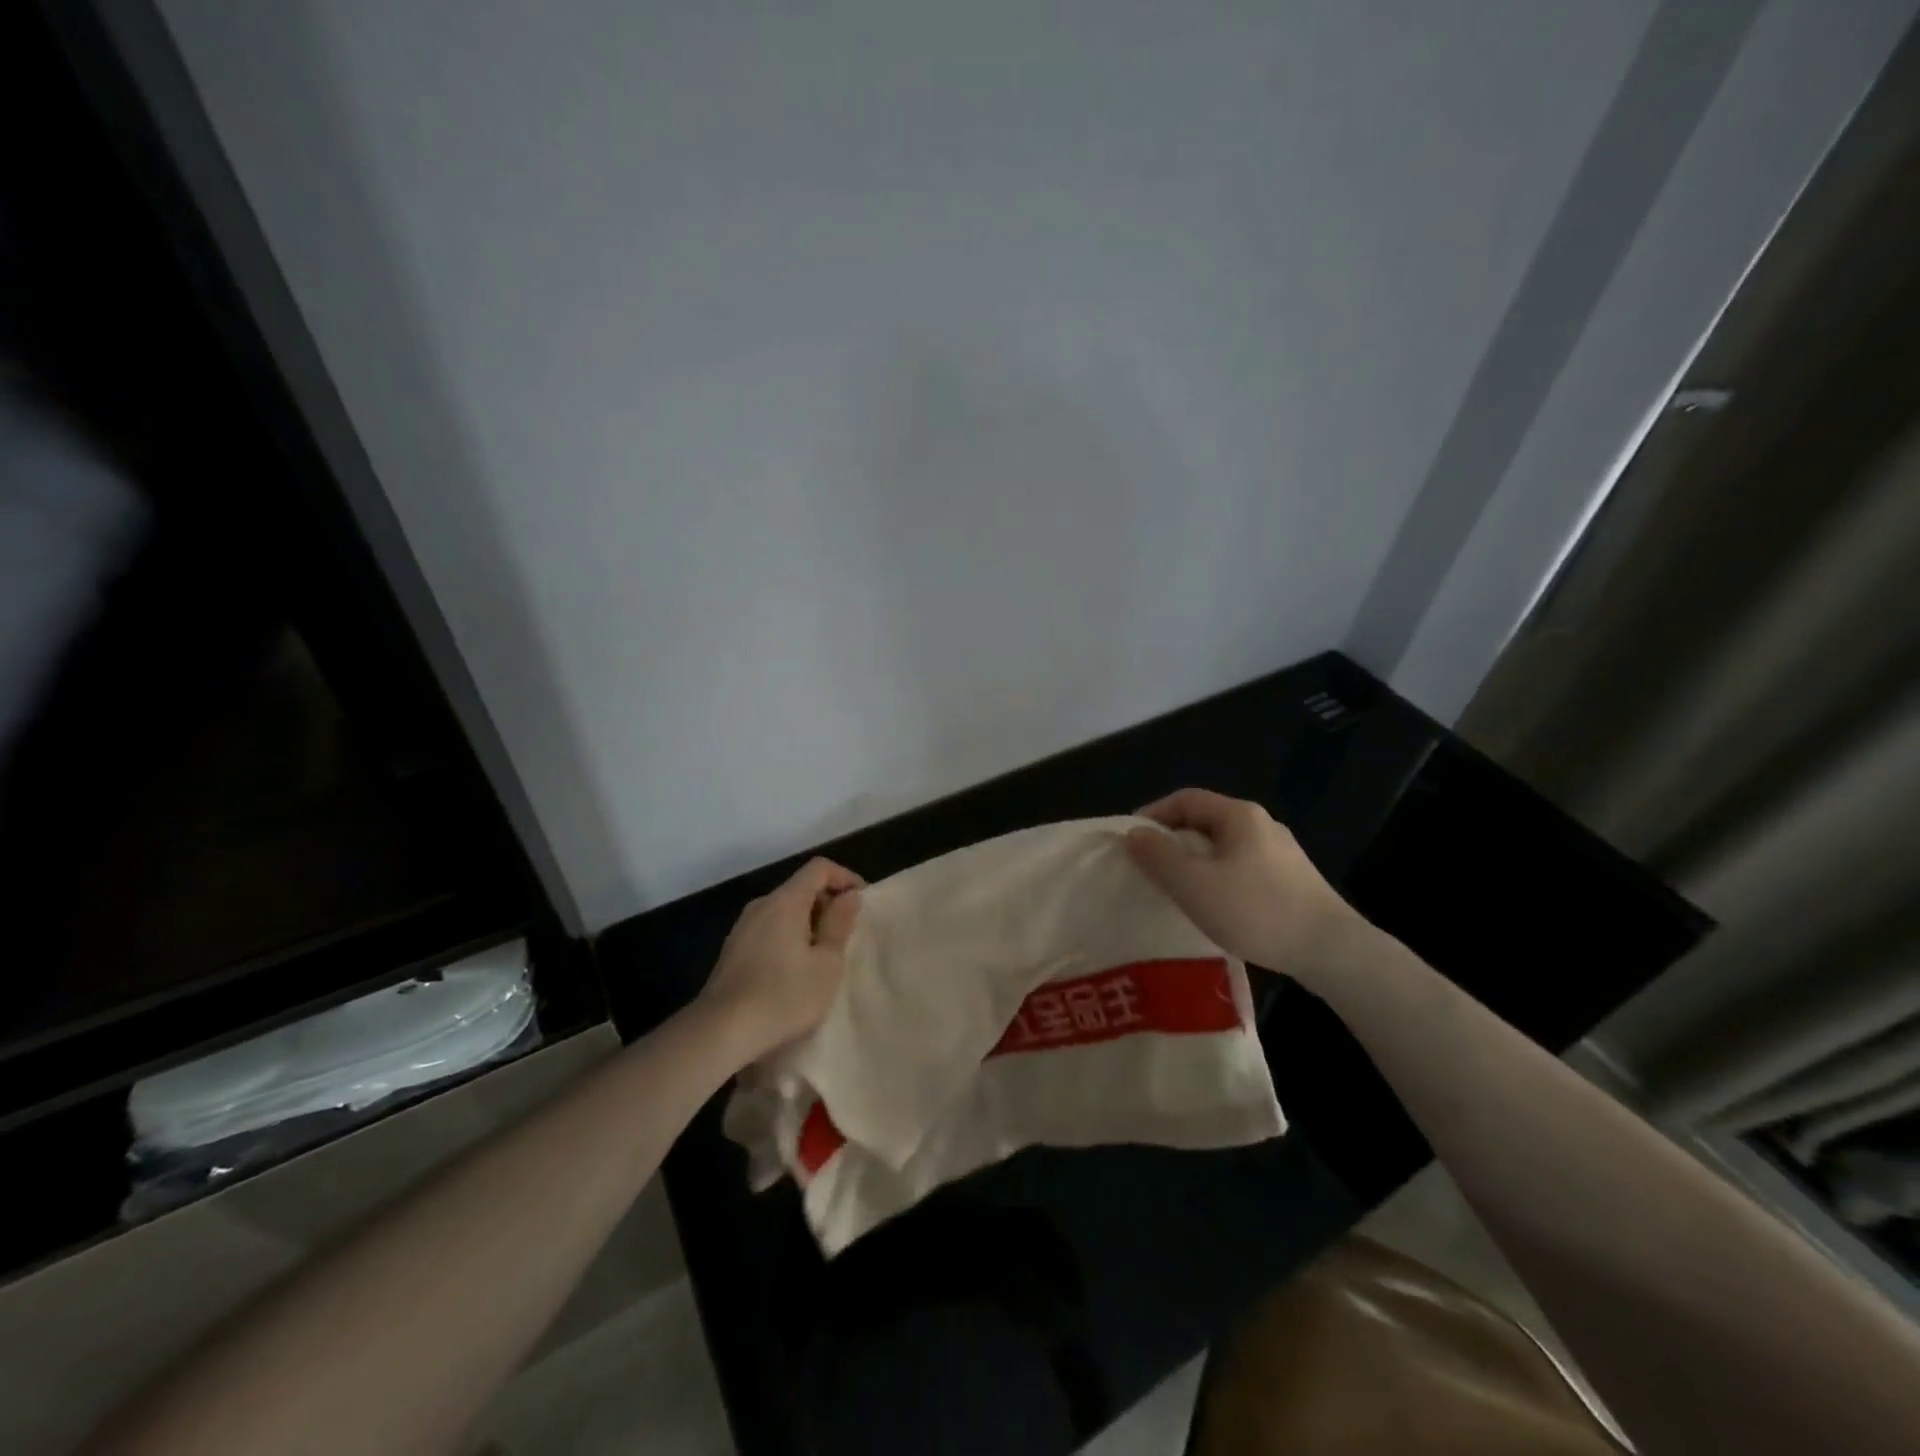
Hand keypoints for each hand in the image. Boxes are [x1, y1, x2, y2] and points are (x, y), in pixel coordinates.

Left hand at [699, 857, 863, 1062]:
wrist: (720, 1032)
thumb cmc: (784, 996)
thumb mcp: (827, 963)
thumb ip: (840, 924)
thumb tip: (849, 896)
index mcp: (785, 901)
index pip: (819, 868)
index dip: (845, 877)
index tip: (862, 902)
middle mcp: (761, 905)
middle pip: (800, 888)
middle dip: (828, 904)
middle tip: (847, 935)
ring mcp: (742, 928)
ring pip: (784, 911)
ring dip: (809, 924)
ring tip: (824, 957)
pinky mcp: (732, 951)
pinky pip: (769, 930)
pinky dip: (789, 938)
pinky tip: (795, 972)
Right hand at [1124, 788, 1359, 976]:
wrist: (1333, 951)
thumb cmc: (1256, 910)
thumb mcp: (1194, 884)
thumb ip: (1158, 856)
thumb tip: (1133, 834)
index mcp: (1239, 815)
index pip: (1185, 799)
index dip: (1153, 814)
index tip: (1131, 841)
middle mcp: (1262, 825)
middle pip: (1205, 821)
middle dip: (1172, 840)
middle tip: (1148, 867)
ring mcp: (1281, 854)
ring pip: (1224, 847)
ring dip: (1194, 862)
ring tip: (1176, 889)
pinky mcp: (1292, 882)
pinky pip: (1241, 868)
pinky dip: (1217, 879)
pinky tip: (1214, 907)